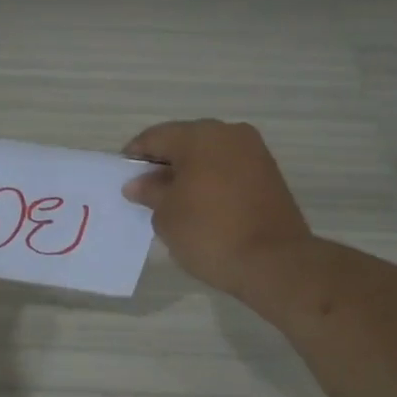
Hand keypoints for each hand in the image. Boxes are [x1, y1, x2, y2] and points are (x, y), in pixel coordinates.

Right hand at [122, 119, 313, 296]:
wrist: (273, 261)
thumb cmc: (209, 232)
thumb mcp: (166, 215)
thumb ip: (149, 192)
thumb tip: (138, 183)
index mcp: (199, 136)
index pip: (155, 137)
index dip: (134, 157)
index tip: (122, 180)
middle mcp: (229, 134)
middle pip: (184, 142)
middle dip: (163, 164)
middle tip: (146, 192)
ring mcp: (254, 152)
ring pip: (209, 155)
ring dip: (188, 173)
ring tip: (173, 203)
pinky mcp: (269, 173)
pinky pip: (228, 169)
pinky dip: (210, 182)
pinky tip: (200, 207)